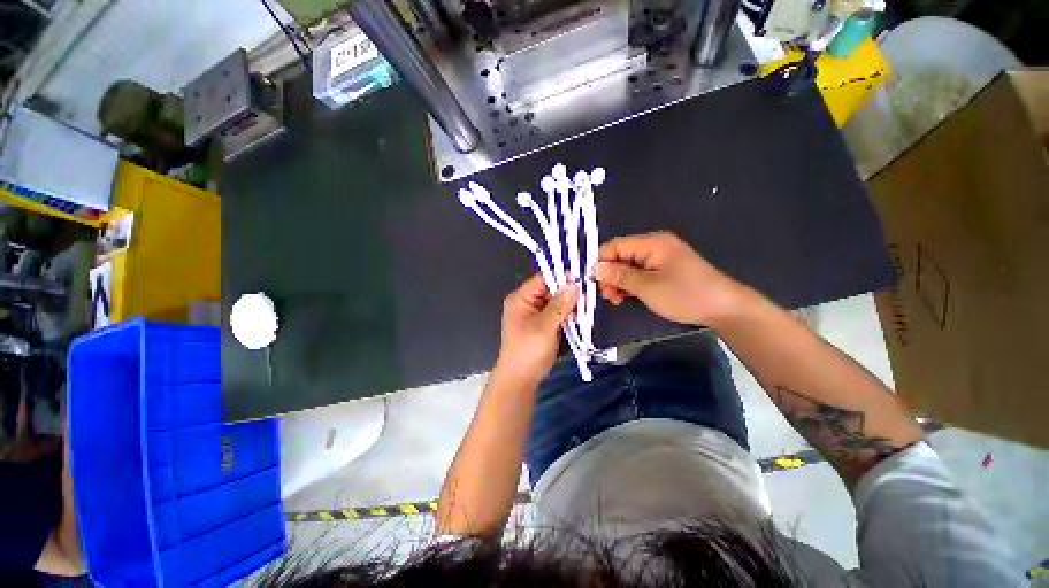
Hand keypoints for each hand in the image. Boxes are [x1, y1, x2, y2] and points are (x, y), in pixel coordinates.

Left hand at [495, 274, 578, 383]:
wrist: (520, 379)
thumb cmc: (528, 352)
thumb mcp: (544, 327)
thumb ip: (559, 305)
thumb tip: (573, 285)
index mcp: (521, 299)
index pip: (543, 279)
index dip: (562, 277)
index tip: (582, 277)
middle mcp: (527, 303)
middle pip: (551, 290)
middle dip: (568, 293)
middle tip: (588, 296)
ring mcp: (534, 314)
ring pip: (556, 302)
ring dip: (570, 305)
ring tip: (585, 308)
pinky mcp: (542, 325)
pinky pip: (557, 314)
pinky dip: (567, 315)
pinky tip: (579, 318)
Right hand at [594, 232, 744, 326]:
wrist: (723, 308)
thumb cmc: (684, 295)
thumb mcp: (647, 287)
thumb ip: (619, 276)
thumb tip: (596, 268)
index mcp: (651, 243)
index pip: (614, 246)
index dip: (601, 262)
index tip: (595, 283)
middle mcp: (654, 245)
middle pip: (620, 256)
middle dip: (610, 275)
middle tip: (608, 296)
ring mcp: (660, 257)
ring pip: (628, 266)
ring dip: (619, 281)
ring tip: (617, 300)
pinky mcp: (664, 269)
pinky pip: (640, 272)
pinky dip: (631, 284)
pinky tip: (627, 297)